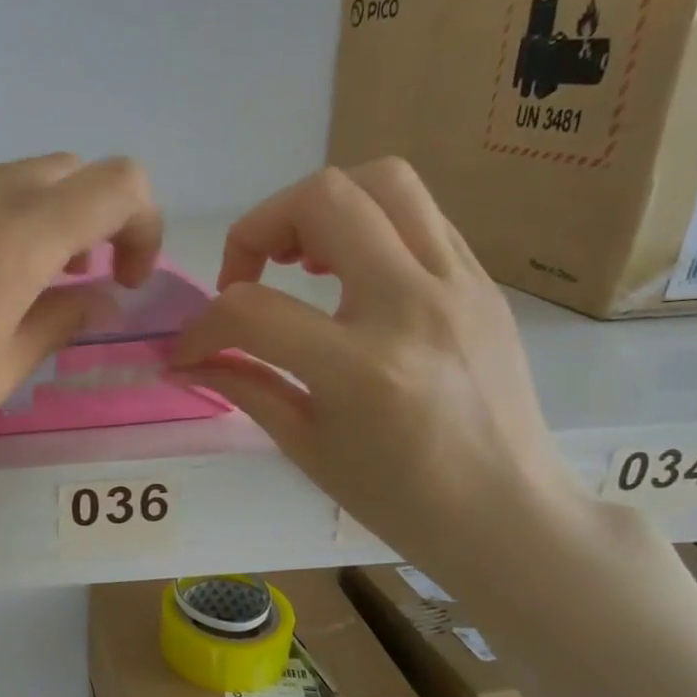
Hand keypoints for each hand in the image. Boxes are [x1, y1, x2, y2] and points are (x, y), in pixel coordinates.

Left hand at [0, 154, 161, 599]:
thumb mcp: (0, 372)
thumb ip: (61, 321)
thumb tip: (100, 294)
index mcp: (13, 239)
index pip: (116, 183)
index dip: (143, 222)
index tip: (124, 278)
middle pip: (56, 171)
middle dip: (83, 218)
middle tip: (66, 282)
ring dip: (21, 222)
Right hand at [170, 158, 583, 581]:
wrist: (509, 515)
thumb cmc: (399, 499)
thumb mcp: (305, 447)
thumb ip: (244, 385)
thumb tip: (188, 359)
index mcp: (362, 367)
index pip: (253, 310)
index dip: (204, 326)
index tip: (191, 350)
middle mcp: (414, 306)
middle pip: (325, 199)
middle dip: (259, 227)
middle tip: (246, 276)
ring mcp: (459, 285)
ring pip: (383, 180)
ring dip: (320, 207)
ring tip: (299, 258)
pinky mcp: (481, 281)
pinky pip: (419, 214)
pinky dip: (366, 225)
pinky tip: (349, 273)